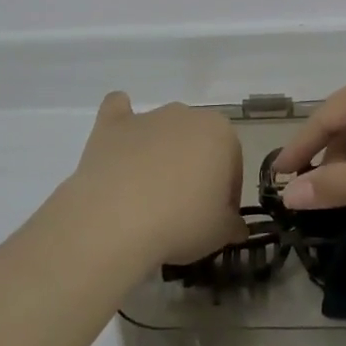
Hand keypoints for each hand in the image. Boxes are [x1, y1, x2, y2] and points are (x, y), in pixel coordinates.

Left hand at [66, 93, 245, 266]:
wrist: (118, 220)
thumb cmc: (181, 223)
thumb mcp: (221, 234)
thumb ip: (233, 225)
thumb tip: (234, 227)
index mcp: (220, 133)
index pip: (232, 165)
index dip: (226, 195)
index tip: (215, 219)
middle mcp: (184, 115)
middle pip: (196, 144)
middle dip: (194, 170)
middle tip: (184, 209)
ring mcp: (145, 117)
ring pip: (161, 131)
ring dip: (160, 153)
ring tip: (148, 194)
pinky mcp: (111, 125)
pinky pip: (118, 111)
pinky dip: (122, 124)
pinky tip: (119, 143)